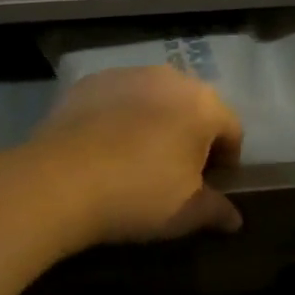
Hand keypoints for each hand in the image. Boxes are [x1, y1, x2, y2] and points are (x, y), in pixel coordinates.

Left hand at [25, 65, 244, 247]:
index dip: (226, 160)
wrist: (60, 180)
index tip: (211, 185)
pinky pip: (117, 98)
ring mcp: (126, 74)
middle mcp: (169, 78)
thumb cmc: (139, 194)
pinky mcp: (89, 82)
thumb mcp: (187, 213)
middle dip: (192, 135)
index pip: (231, 129)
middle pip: (193, 106)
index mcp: (203, 104)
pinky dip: (119, 116)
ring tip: (138, 157)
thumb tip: (234, 219)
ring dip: (156, 121)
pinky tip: (105, 146)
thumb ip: (217, 210)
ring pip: (154, 98)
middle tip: (177, 171)